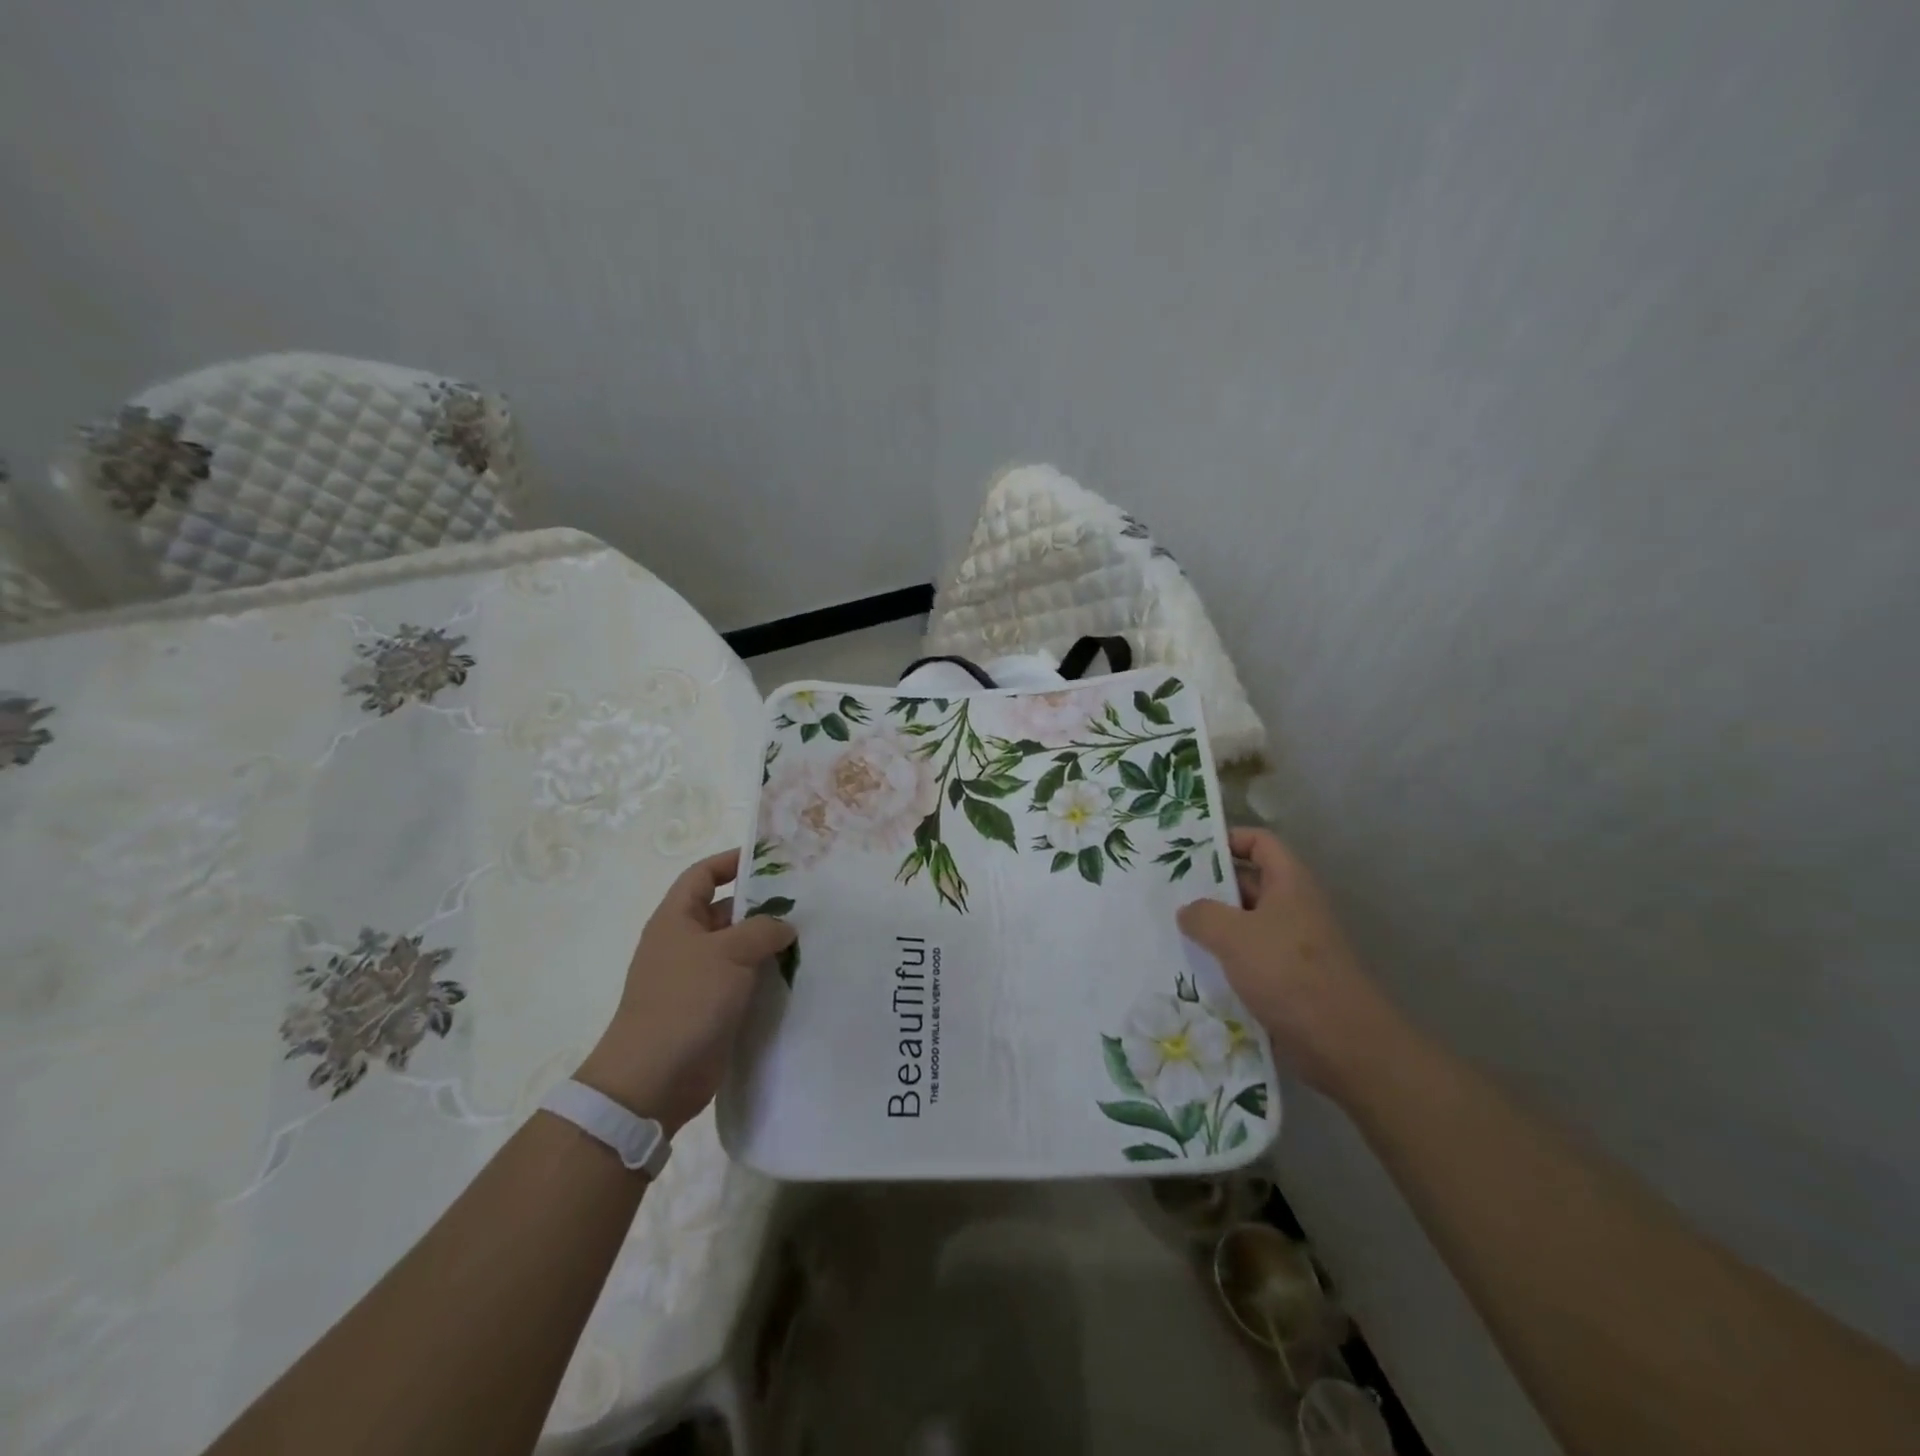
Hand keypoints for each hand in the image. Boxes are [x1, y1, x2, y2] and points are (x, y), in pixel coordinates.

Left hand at [575, 849, 795, 1135]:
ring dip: (768, 944)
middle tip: (804, 903)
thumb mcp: (728, 952)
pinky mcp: (710, 1010)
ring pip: (738, 949)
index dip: (730, 862)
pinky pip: (742, 982)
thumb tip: (784, 927)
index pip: (702, 875)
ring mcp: (696, 979)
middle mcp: (684, 943)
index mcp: (676, 919)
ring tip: (808, 938)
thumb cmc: (685, 1001)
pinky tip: (795, 976)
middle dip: (761, 906)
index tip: (768, 860)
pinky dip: (765, 977)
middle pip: (725, 911)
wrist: (653, 1079)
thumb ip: (762, 929)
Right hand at [1177, 828, 1398, 1096]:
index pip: (1259, 842)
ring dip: (1214, 926)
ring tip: (1173, 930)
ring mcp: (1292, 944)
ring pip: (1246, 922)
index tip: (1189, 851)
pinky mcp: (1289, 978)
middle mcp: (1293, 907)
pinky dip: (1225, 959)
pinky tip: (1194, 968)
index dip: (1228, 839)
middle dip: (1211, 886)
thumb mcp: (1234, 935)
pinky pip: (1250, 957)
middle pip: (1249, 881)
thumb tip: (1187, 911)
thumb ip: (1203, 915)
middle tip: (1169, 892)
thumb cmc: (1289, 973)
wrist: (1343, 1043)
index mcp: (1289, 883)